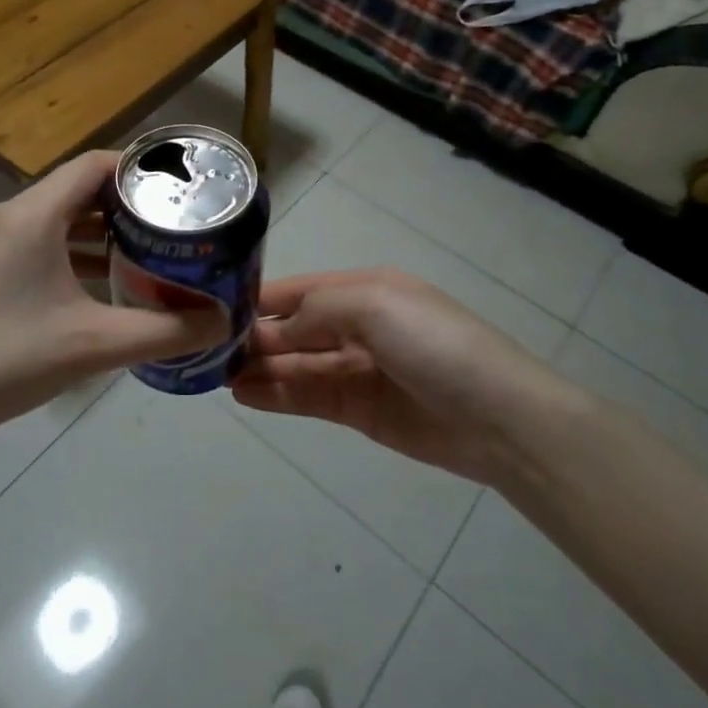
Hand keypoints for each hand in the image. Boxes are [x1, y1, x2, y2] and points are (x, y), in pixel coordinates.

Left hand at [0, 152, 228, 445]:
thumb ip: (164, 332)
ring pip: (59, 219)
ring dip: (102, 231)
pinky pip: (40, 244)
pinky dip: (75, 254)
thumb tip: (222, 323)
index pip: (95, 165)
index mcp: (33, 214)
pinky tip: (103, 286)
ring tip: (149, 251)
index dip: (140, 169)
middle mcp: (10, 216)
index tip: (181, 189)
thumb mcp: (93, 345)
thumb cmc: (3, 360)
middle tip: (174, 223)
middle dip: (128, 204)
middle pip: (79, 189)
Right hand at [232, 269, 581, 483]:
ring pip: (297, 365)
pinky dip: (278, 396)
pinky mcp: (360, 411)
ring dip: (260, 368)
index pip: (300, 290)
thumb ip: (316, 312)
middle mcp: (357, 326)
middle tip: (209, 350)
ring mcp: (358, 370)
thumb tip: (271, 332)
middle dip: (256, 337)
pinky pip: (310, 397)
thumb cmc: (434, 343)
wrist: (498, 418)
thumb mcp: (374, 305)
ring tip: (217, 376)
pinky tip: (246, 397)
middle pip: (294, 329)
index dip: (262, 298)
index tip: (216, 307)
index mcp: (364, 290)